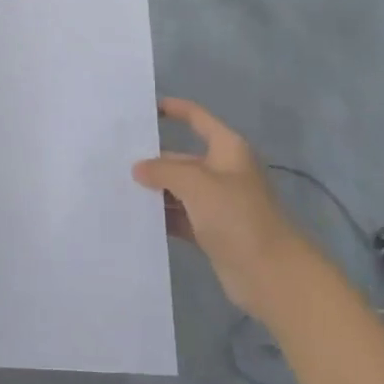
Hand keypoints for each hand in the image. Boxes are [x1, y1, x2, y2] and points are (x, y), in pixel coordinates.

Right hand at [133, 98, 298, 317]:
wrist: (271, 274)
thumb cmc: (237, 216)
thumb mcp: (196, 184)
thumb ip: (163, 170)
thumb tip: (139, 168)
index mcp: (227, 149)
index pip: (197, 118)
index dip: (173, 110)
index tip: (141, 110)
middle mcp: (222, 171)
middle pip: (181, 157)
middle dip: (152, 159)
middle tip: (113, 160)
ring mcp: (217, 203)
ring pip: (178, 189)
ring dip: (153, 191)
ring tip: (115, 188)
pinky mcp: (211, 231)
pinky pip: (179, 216)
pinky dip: (161, 216)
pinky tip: (134, 216)